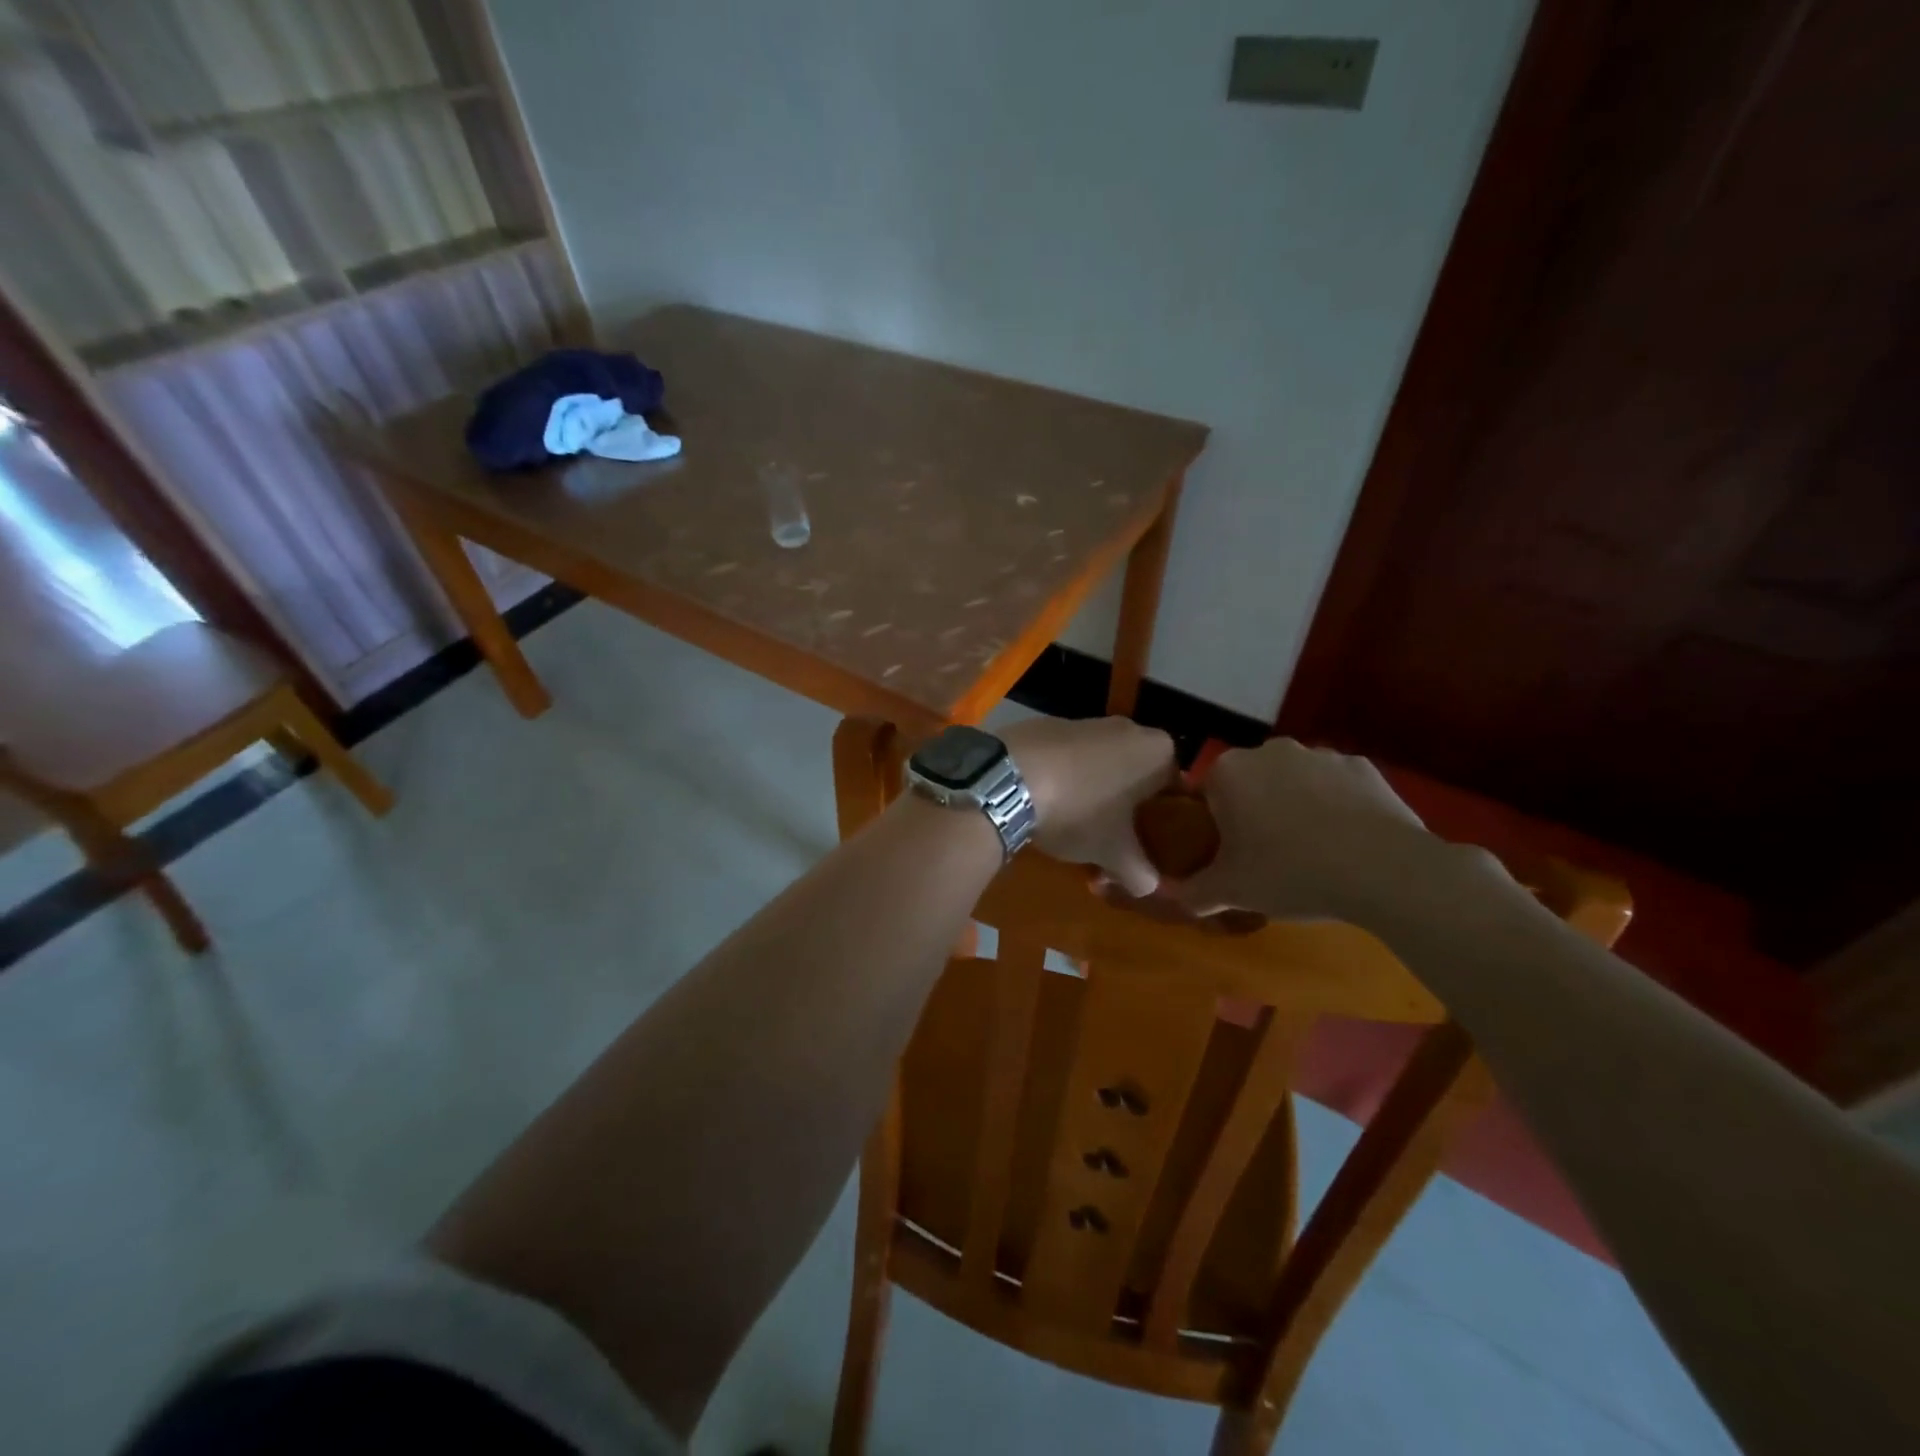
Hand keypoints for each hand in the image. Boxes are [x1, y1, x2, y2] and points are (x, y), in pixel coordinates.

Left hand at [1001, 715, 1175, 897]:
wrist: (1008, 777)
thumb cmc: (1079, 811)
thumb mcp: (1115, 854)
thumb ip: (1141, 874)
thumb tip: (1148, 887)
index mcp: (1159, 750)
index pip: (1177, 788)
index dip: (1165, 821)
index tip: (1150, 845)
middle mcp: (1129, 727)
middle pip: (1138, 775)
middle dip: (1128, 807)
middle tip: (1115, 840)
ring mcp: (1086, 721)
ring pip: (1103, 764)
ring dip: (1095, 792)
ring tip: (1077, 825)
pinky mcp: (1048, 724)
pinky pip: (1069, 757)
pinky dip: (1065, 776)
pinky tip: (1047, 802)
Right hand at [1169, 737, 1443, 923]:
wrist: (1383, 870)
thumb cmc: (1289, 872)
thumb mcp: (1231, 892)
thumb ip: (1194, 893)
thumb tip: (1177, 896)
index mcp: (1229, 772)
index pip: (1205, 795)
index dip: (1213, 827)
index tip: (1227, 856)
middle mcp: (1270, 751)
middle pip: (1250, 784)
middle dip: (1254, 812)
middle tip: (1266, 858)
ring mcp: (1321, 754)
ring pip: (1294, 782)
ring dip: (1295, 808)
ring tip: (1312, 854)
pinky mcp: (1364, 767)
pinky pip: (1337, 787)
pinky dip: (1337, 808)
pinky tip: (1347, 843)